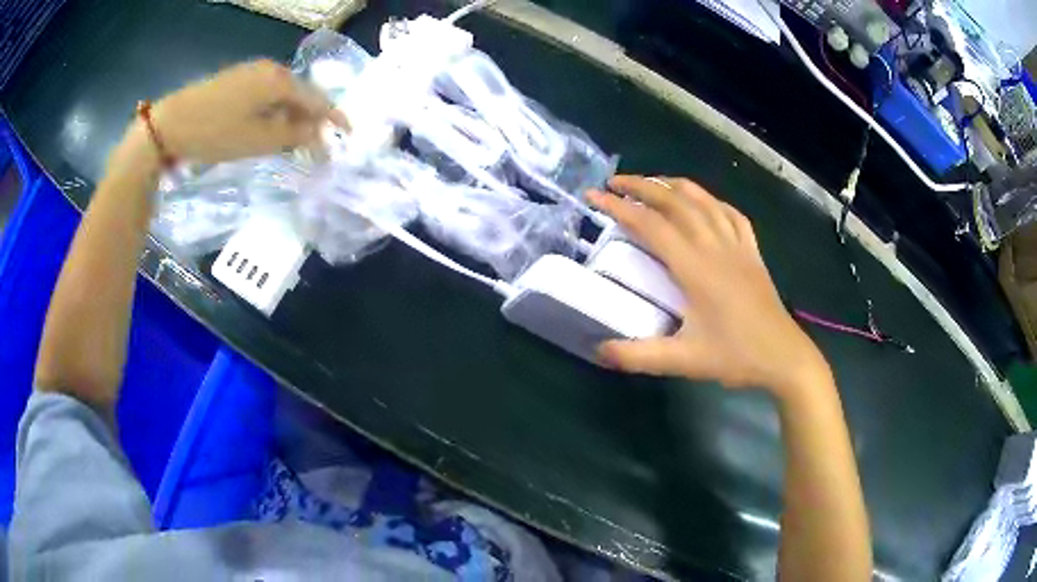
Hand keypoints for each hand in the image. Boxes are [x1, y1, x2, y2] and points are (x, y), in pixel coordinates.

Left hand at [146, 60, 346, 164]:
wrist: (169, 124)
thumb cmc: (215, 133)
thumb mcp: (257, 141)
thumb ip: (293, 136)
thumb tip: (319, 133)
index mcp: (280, 81)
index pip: (317, 99)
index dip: (334, 118)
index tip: (348, 134)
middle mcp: (270, 69)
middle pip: (301, 94)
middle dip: (311, 120)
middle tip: (315, 147)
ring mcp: (251, 72)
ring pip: (282, 95)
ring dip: (291, 117)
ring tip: (292, 142)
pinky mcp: (236, 80)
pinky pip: (265, 95)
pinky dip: (273, 112)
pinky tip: (267, 128)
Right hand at [589, 176, 830, 396]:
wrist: (784, 357)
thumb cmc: (735, 356)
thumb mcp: (683, 361)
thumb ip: (637, 356)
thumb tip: (599, 351)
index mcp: (696, 267)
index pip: (651, 225)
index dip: (620, 207)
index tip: (595, 196)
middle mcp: (715, 246)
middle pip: (676, 202)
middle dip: (642, 186)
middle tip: (615, 182)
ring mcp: (737, 245)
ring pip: (704, 200)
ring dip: (675, 185)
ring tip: (652, 182)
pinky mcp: (752, 252)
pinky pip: (731, 214)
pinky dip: (712, 201)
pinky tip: (704, 202)